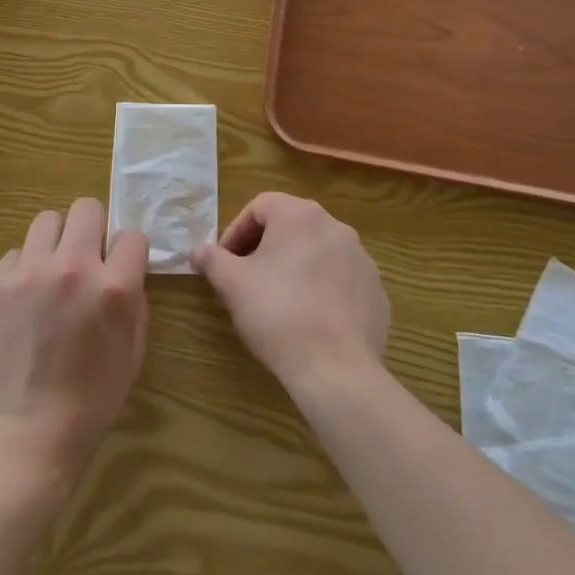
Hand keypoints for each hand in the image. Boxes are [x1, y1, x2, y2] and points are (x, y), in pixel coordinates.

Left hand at [0, 198, 148, 483]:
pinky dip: (24, 269)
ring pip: (47, 220)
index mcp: (114, 287)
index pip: (131, 235)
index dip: (128, 252)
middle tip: (86, 258)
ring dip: (56, 241)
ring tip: (52, 272)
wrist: (26, 434)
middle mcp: (73, 268)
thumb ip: (133, 301)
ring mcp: (30, 272)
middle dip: (92, 229)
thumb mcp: (132, 351)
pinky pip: (16, 253)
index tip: (120, 267)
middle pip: (86, 208)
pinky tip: (24, 300)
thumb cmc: (90, 401)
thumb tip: (125, 270)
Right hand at [192, 191, 388, 395]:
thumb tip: (196, 250)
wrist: (334, 368)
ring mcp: (362, 260)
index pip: (260, 206)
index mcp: (300, 215)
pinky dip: (324, 291)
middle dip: (265, 248)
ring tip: (279, 300)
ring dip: (296, 267)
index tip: (225, 261)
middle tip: (247, 279)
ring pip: (319, 253)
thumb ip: (212, 260)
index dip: (236, 231)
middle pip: (291, 226)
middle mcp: (336, 227)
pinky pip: (342, 282)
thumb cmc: (277, 313)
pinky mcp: (377, 293)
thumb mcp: (232, 284)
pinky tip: (311, 320)